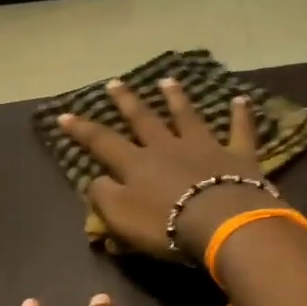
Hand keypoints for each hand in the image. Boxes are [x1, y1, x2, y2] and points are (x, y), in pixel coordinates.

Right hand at [58, 77, 269, 259]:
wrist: (222, 222)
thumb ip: (104, 197)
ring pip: (187, 116)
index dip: (82, 130)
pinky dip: (242, 115)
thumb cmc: (167, 224)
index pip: (102, 142)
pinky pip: (240, 130)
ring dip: (176, 98)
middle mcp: (168, 147)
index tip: (64, 115)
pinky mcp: (237, 156)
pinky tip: (242, 99)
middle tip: (115, 82)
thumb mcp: (121, 218)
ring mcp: (204, 147)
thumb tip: (95, 181)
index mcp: (137, 164)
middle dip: (127, 101)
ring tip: (167, 81)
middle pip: (144, 119)